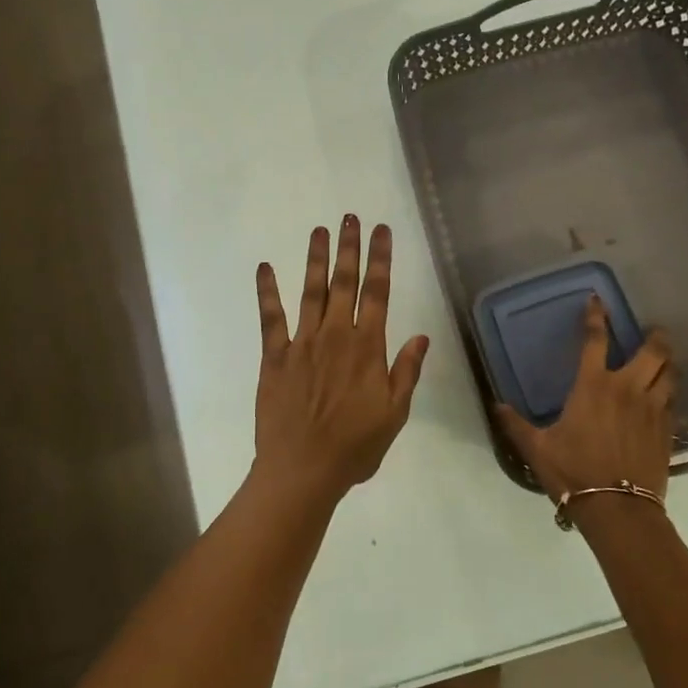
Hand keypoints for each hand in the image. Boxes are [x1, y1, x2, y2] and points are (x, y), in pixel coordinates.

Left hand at [253, 216, 430, 502]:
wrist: (301, 471)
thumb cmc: (354, 447)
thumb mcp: (394, 414)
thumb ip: (406, 372)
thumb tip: (421, 337)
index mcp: (367, 348)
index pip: (378, 292)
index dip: (381, 258)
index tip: (382, 230)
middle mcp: (335, 336)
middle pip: (344, 282)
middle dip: (349, 248)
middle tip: (350, 217)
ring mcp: (302, 343)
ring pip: (311, 291)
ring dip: (315, 259)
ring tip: (319, 230)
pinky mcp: (275, 356)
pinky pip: (271, 317)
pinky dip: (267, 291)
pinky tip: (265, 268)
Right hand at [496, 297, 675, 505]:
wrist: (618, 509)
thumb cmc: (574, 472)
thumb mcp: (537, 448)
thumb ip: (516, 424)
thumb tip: (496, 405)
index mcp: (593, 386)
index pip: (595, 340)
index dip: (596, 316)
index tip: (597, 300)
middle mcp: (627, 389)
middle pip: (652, 352)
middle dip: (655, 337)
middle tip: (654, 331)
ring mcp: (652, 409)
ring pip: (670, 374)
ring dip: (668, 363)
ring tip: (665, 359)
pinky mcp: (667, 430)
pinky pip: (673, 401)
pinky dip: (670, 392)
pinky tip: (666, 396)